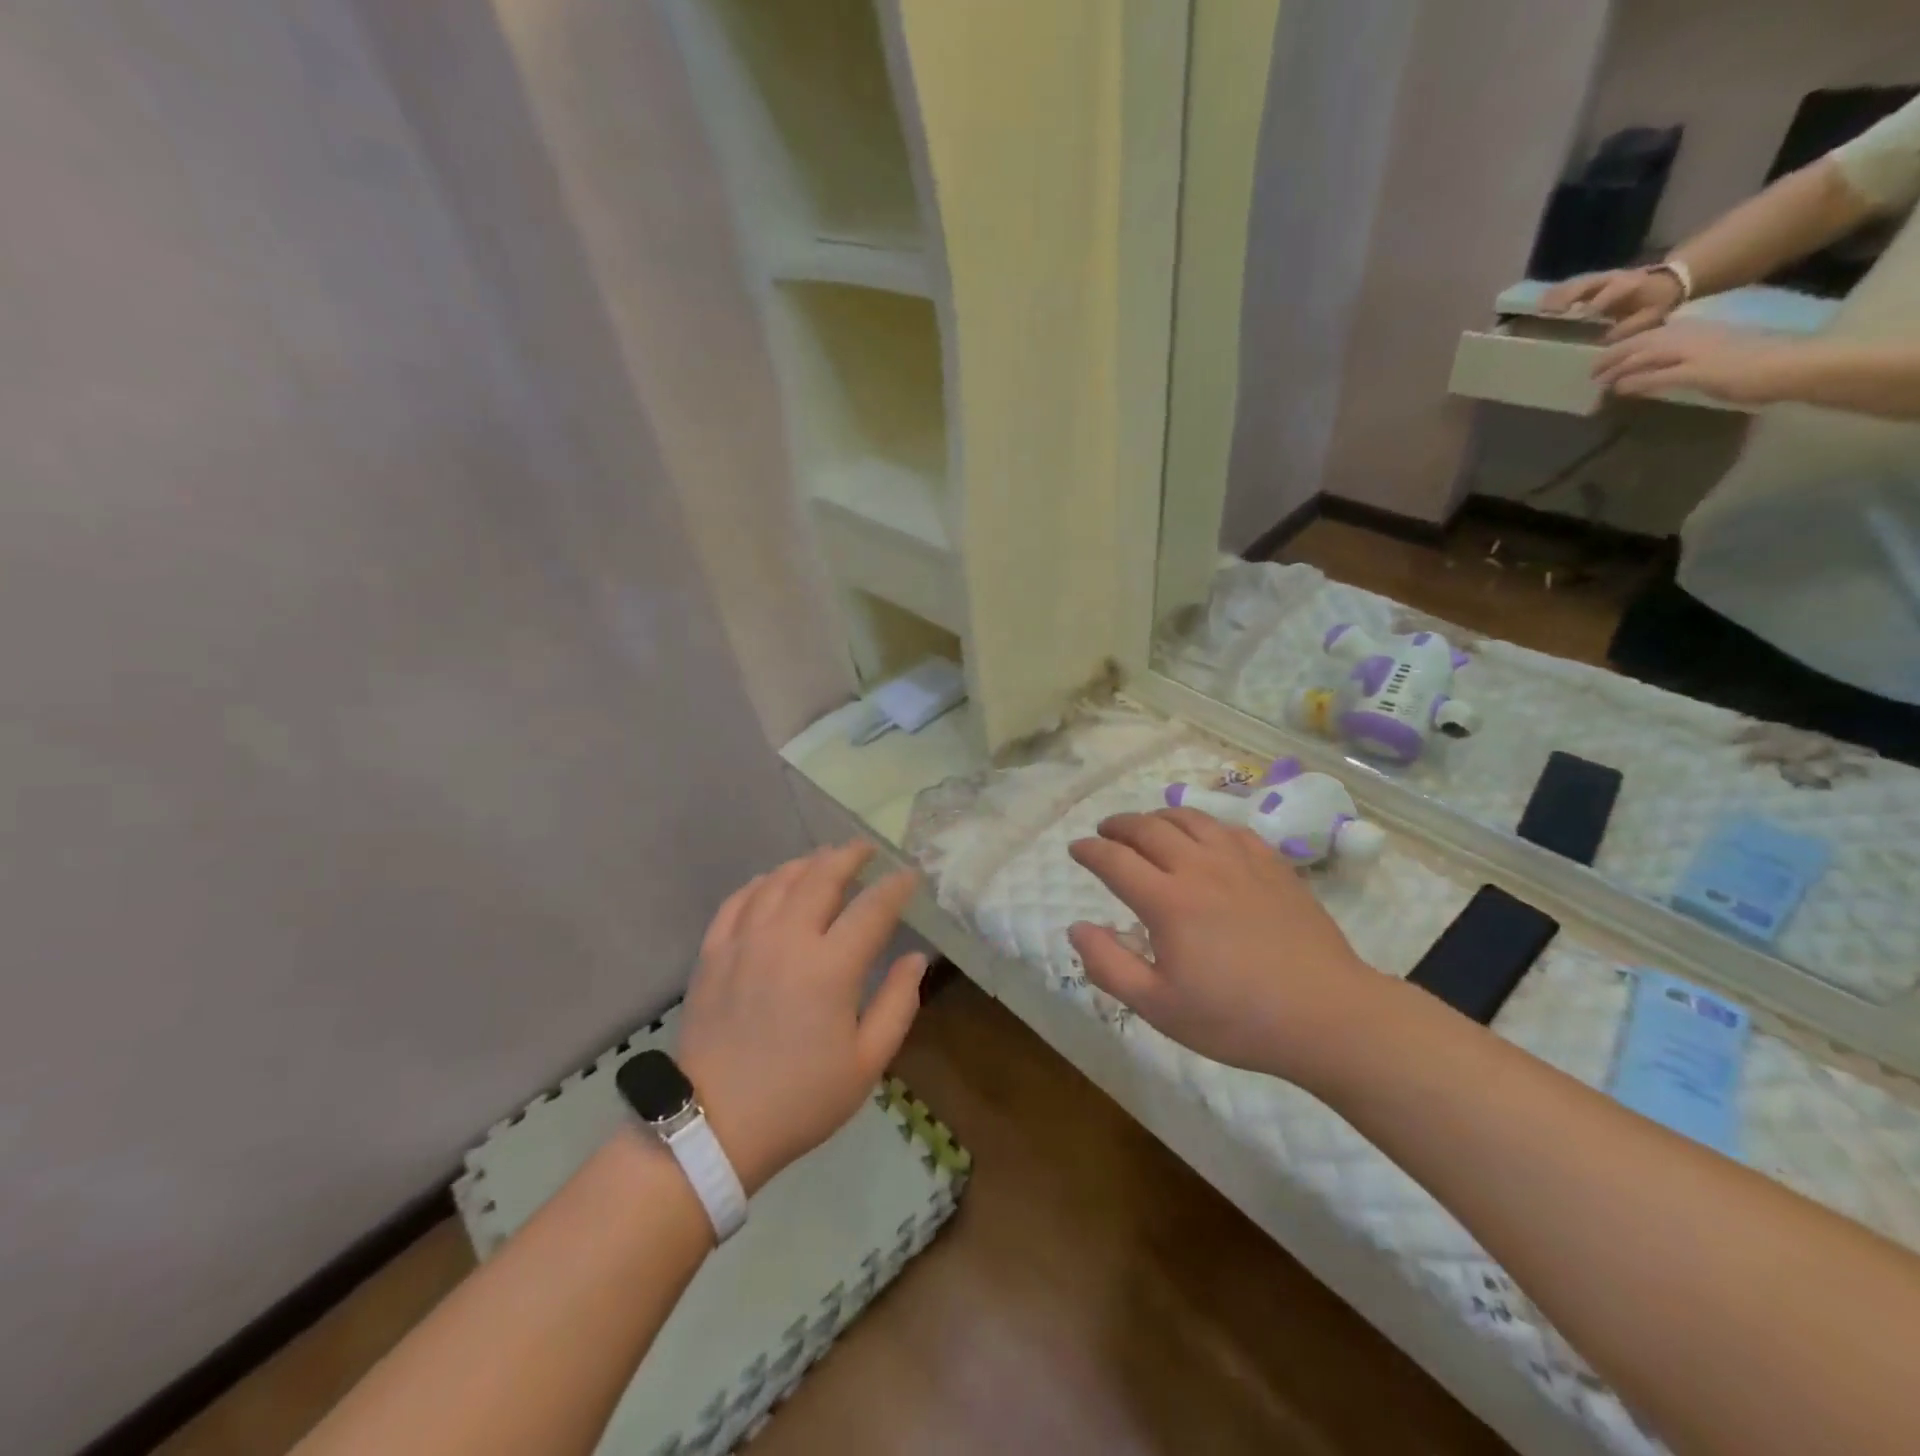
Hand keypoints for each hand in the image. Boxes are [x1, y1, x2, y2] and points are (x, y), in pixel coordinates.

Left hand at [676, 843, 925, 1195]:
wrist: (714, 1127)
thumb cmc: (800, 1099)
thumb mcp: (866, 1063)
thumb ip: (898, 1004)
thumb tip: (915, 958)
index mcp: (830, 968)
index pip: (872, 908)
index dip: (896, 886)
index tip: (910, 875)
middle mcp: (787, 940)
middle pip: (822, 877)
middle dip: (850, 856)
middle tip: (867, 849)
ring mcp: (744, 941)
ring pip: (779, 881)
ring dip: (807, 863)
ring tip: (825, 859)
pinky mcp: (713, 952)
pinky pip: (739, 900)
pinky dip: (761, 883)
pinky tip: (772, 882)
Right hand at [1066, 809, 1379, 1086]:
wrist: (1326, 1016)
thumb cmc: (1236, 1018)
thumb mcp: (1159, 1007)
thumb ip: (1109, 966)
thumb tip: (1076, 928)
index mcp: (1167, 901)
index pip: (1114, 859)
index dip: (1089, 850)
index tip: (1075, 848)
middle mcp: (1199, 867)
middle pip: (1147, 828)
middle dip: (1118, 825)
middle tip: (1104, 832)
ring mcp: (1239, 861)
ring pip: (1189, 819)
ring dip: (1158, 817)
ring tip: (1147, 826)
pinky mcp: (1272, 865)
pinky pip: (1229, 828)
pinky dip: (1204, 825)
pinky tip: (1203, 837)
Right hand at [1542, 267, 1685, 342]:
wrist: (1668, 280)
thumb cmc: (1658, 301)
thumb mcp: (1652, 316)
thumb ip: (1631, 327)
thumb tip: (1606, 340)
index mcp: (1631, 285)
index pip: (1613, 292)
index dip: (1599, 302)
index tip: (1584, 315)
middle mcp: (1614, 278)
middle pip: (1589, 283)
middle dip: (1570, 294)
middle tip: (1550, 309)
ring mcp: (1602, 278)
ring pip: (1578, 283)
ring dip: (1558, 294)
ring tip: (1539, 306)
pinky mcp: (1594, 282)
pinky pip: (1573, 286)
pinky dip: (1556, 294)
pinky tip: (1541, 303)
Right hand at [1594, 323, 1792, 406]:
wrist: (1790, 367)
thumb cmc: (1738, 374)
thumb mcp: (1690, 378)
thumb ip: (1651, 379)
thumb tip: (1616, 385)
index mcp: (1678, 340)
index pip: (1634, 350)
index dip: (1610, 364)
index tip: (1589, 379)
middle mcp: (1687, 334)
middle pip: (1643, 344)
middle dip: (1618, 357)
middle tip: (1595, 373)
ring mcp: (1702, 338)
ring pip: (1657, 343)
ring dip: (1634, 355)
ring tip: (1617, 367)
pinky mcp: (1713, 345)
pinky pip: (1672, 347)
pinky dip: (1653, 355)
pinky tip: (1651, 362)